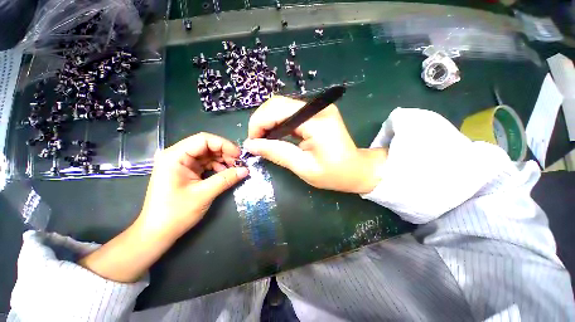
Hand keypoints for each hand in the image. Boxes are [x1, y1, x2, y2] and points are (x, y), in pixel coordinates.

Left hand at [137, 132, 248, 239]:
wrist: (158, 233)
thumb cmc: (175, 213)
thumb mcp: (204, 194)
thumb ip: (226, 179)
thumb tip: (246, 170)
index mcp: (175, 156)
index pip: (204, 139)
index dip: (224, 145)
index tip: (239, 155)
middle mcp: (177, 155)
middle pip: (206, 145)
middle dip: (225, 153)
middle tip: (239, 163)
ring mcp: (181, 164)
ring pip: (208, 154)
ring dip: (223, 160)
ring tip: (235, 169)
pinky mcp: (186, 171)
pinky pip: (206, 163)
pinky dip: (218, 167)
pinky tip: (225, 173)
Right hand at [245, 95, 385, 193]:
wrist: (356, 170)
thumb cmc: (334, 174)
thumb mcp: (303, 167)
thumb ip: (276, 153)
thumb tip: (251, 145)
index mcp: (315, 120)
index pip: (277, 110)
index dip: (258, 124)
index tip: (252, 143)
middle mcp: (316, 108)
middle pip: (277, 104)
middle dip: (261, 122)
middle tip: (257, 142)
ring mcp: (317, 109)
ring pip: (281, 107)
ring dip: (268, 123)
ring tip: (265, 141)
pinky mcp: (316, 113)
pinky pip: (290, 113)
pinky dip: (278, 123)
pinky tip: (276, 136)